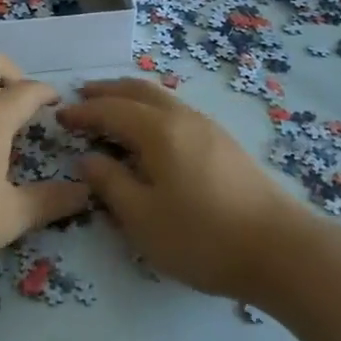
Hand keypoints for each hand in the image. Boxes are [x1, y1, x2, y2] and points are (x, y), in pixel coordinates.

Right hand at [58, 78, 309, 299]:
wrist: (280, 250)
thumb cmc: (202, 237)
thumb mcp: (142, 218)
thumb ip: (110, 184)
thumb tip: (87, 159)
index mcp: (158, 131)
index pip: (111, 110)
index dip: (83, 112)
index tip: (60, 117)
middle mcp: (183, 118)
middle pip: (138, 90)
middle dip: (107, 91)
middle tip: (82, 96)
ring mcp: (208, 128)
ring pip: (161, 98)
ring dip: (131, 97)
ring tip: (112, 108)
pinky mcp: (224, 144)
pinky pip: (177, 111)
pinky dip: (152, 110)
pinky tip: (151, 131)